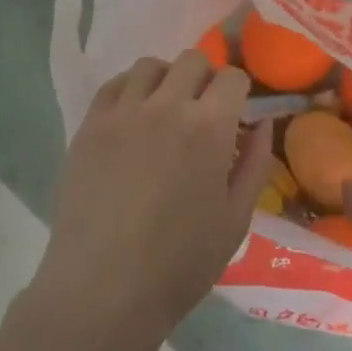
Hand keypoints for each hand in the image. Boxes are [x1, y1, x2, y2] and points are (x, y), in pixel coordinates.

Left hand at [31, 51, 272, 350]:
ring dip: (167, 79)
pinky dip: (130, 90)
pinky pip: (113, 86)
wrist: (102, 290)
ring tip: (166, 110)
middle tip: (203, 112)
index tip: (236, 113)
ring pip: (150, 66)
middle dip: (206, 79)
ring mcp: (122, 112)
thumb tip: (262, 123)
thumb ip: (255, 164)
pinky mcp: (89, 126)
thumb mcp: (235, 219)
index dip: (239, 91)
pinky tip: (133, 118)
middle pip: (192, 60)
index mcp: (208, 127)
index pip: (232, 77)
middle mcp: (166, 105)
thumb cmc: (179, 263)